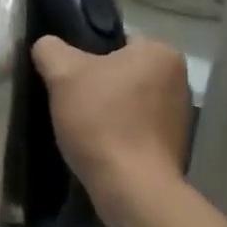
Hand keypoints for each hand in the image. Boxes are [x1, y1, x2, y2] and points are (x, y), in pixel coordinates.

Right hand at [32, 36, 190, 226]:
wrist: (131, 187)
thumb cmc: (101, 121)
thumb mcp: (63, 75)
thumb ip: (50, 50)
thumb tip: (46, 46)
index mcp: (160, 52)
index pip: (115, 40)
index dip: (84, 57)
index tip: (66, 78)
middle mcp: (179, 78)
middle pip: (122, 71)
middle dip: (96, 85)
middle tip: (68, 102)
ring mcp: (180, 114)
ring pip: (129, 101)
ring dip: (107, 111)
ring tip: (81, 128)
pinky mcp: (174, 145)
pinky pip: (137, 129)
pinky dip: (119, 134)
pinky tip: (99, 147)